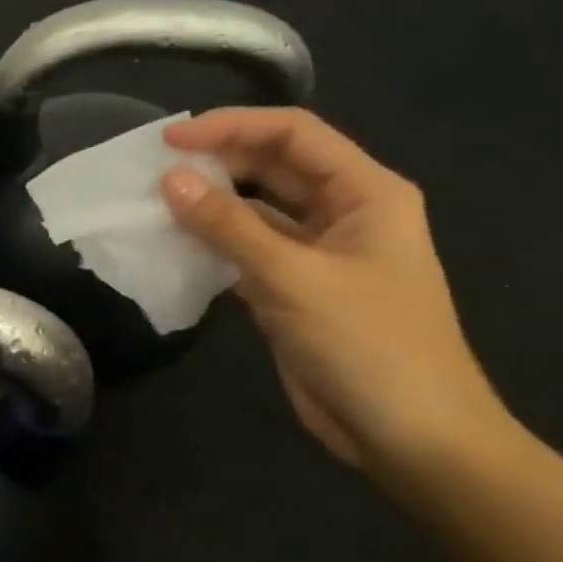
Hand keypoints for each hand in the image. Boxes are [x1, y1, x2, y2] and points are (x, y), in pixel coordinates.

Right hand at [160, 108, 506, 472]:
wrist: (410, 435)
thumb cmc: (368, 345)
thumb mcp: (293, 278)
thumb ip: (228, 226)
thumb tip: (169, 180)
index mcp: (366, 192)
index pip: (293, 135)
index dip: (231, 127)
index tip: (170, 139)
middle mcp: (343, 213)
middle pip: (273, 167)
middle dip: (217, 162)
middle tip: (152, 170)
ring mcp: (317, 253)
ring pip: (256, 211)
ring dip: (210, 205)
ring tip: (153, 202)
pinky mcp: (294, 290)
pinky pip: (247, 251)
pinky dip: (213, 245)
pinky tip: (173, 245)